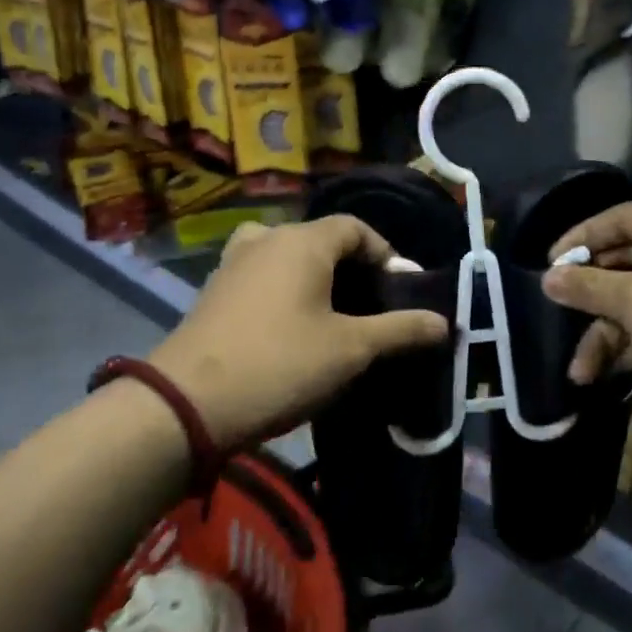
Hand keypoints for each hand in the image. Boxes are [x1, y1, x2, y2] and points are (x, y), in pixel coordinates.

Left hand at [149, 216, 448, 449]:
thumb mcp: (351, 350)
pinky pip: (262, 276)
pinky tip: (292, 329)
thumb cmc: (280, 365)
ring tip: (333, 316)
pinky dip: (285, 291)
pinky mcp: (213, 291)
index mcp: (303, 241)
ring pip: (288, 257)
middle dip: (352, 268)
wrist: (186, 403)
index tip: (400, 291)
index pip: (356, 228)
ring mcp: (233, 263)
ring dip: (316, 279)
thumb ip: (401, 330)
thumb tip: (445, 323)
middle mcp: (266, 238)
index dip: (385, 254)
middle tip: (371, 307)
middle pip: (321, 240)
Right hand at [543, 202, 631, 422]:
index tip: (550, 263)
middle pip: (625, 263)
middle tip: (557, 312)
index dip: (582, 238)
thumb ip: (589, 287)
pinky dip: (629, 349)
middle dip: (589, 296)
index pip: (620, 218)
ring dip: (605, 335)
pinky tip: (601, 377)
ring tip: (579, 372)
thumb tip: (548, 277)